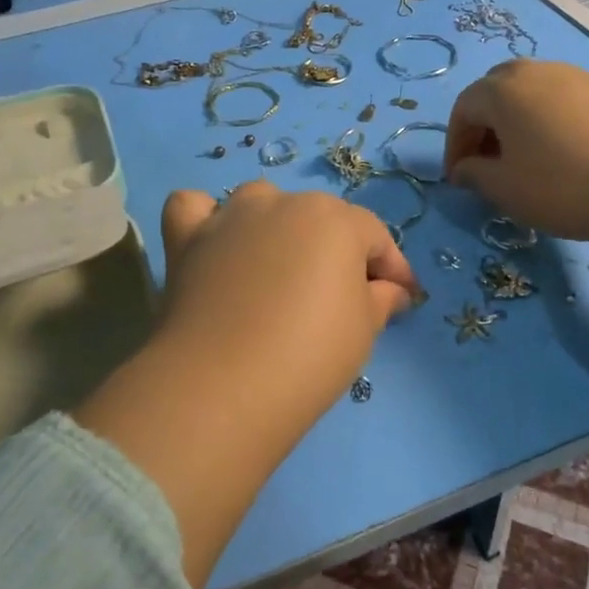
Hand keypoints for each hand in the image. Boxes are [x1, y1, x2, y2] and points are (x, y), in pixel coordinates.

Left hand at [152, 181, 419, 425]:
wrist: (224, 385)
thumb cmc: (310, 355)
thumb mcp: (365, 330)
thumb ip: (382, 299)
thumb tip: (391, 290)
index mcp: (335, 219)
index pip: (374, 235)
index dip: (392, 267)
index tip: (402, 298)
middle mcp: (282, 203)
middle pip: (319, 218)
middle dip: (337, 251)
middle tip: (344, 297)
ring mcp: (230, 217)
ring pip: (260, 203)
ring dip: (276, 227)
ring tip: (278, 269)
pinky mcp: (187, 239)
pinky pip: (194, 209)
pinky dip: (206, 220)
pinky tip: (215, 244)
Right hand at [443, 59, 588, 341]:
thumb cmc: (565, 186)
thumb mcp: (505, 189)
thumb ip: (474, 175)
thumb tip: (465, 168)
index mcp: (503, 89)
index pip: (463, 109)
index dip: (455, 145)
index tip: (458, 179)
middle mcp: (537, 71)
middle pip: (496, 93)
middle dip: (485, 128)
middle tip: (488, 165)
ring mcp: (579, 76)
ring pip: (533, 96)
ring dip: (519, 125)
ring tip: (527, 164)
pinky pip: (566, 103)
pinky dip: (552, 125)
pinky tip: (568, 158)